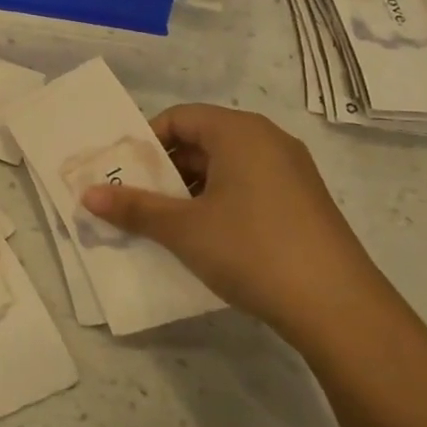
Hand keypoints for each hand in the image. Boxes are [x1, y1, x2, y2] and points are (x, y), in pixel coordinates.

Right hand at [80, 104, 392, 341]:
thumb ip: (133, 207)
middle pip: (201, 140)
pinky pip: (246, 187)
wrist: (339, 308)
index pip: (179, 117)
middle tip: (135, 200)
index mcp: (239, 132)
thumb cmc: (251, 249)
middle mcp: (268, 141)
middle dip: (164, 169)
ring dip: (188, 190)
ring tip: (164, 224)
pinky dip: (217, 203)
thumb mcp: (182, 228)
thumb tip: (87, 194)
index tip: (123, 173)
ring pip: (223, 167)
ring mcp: (291, 172)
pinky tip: (204, 238)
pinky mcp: (302, 203)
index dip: (145, 141)